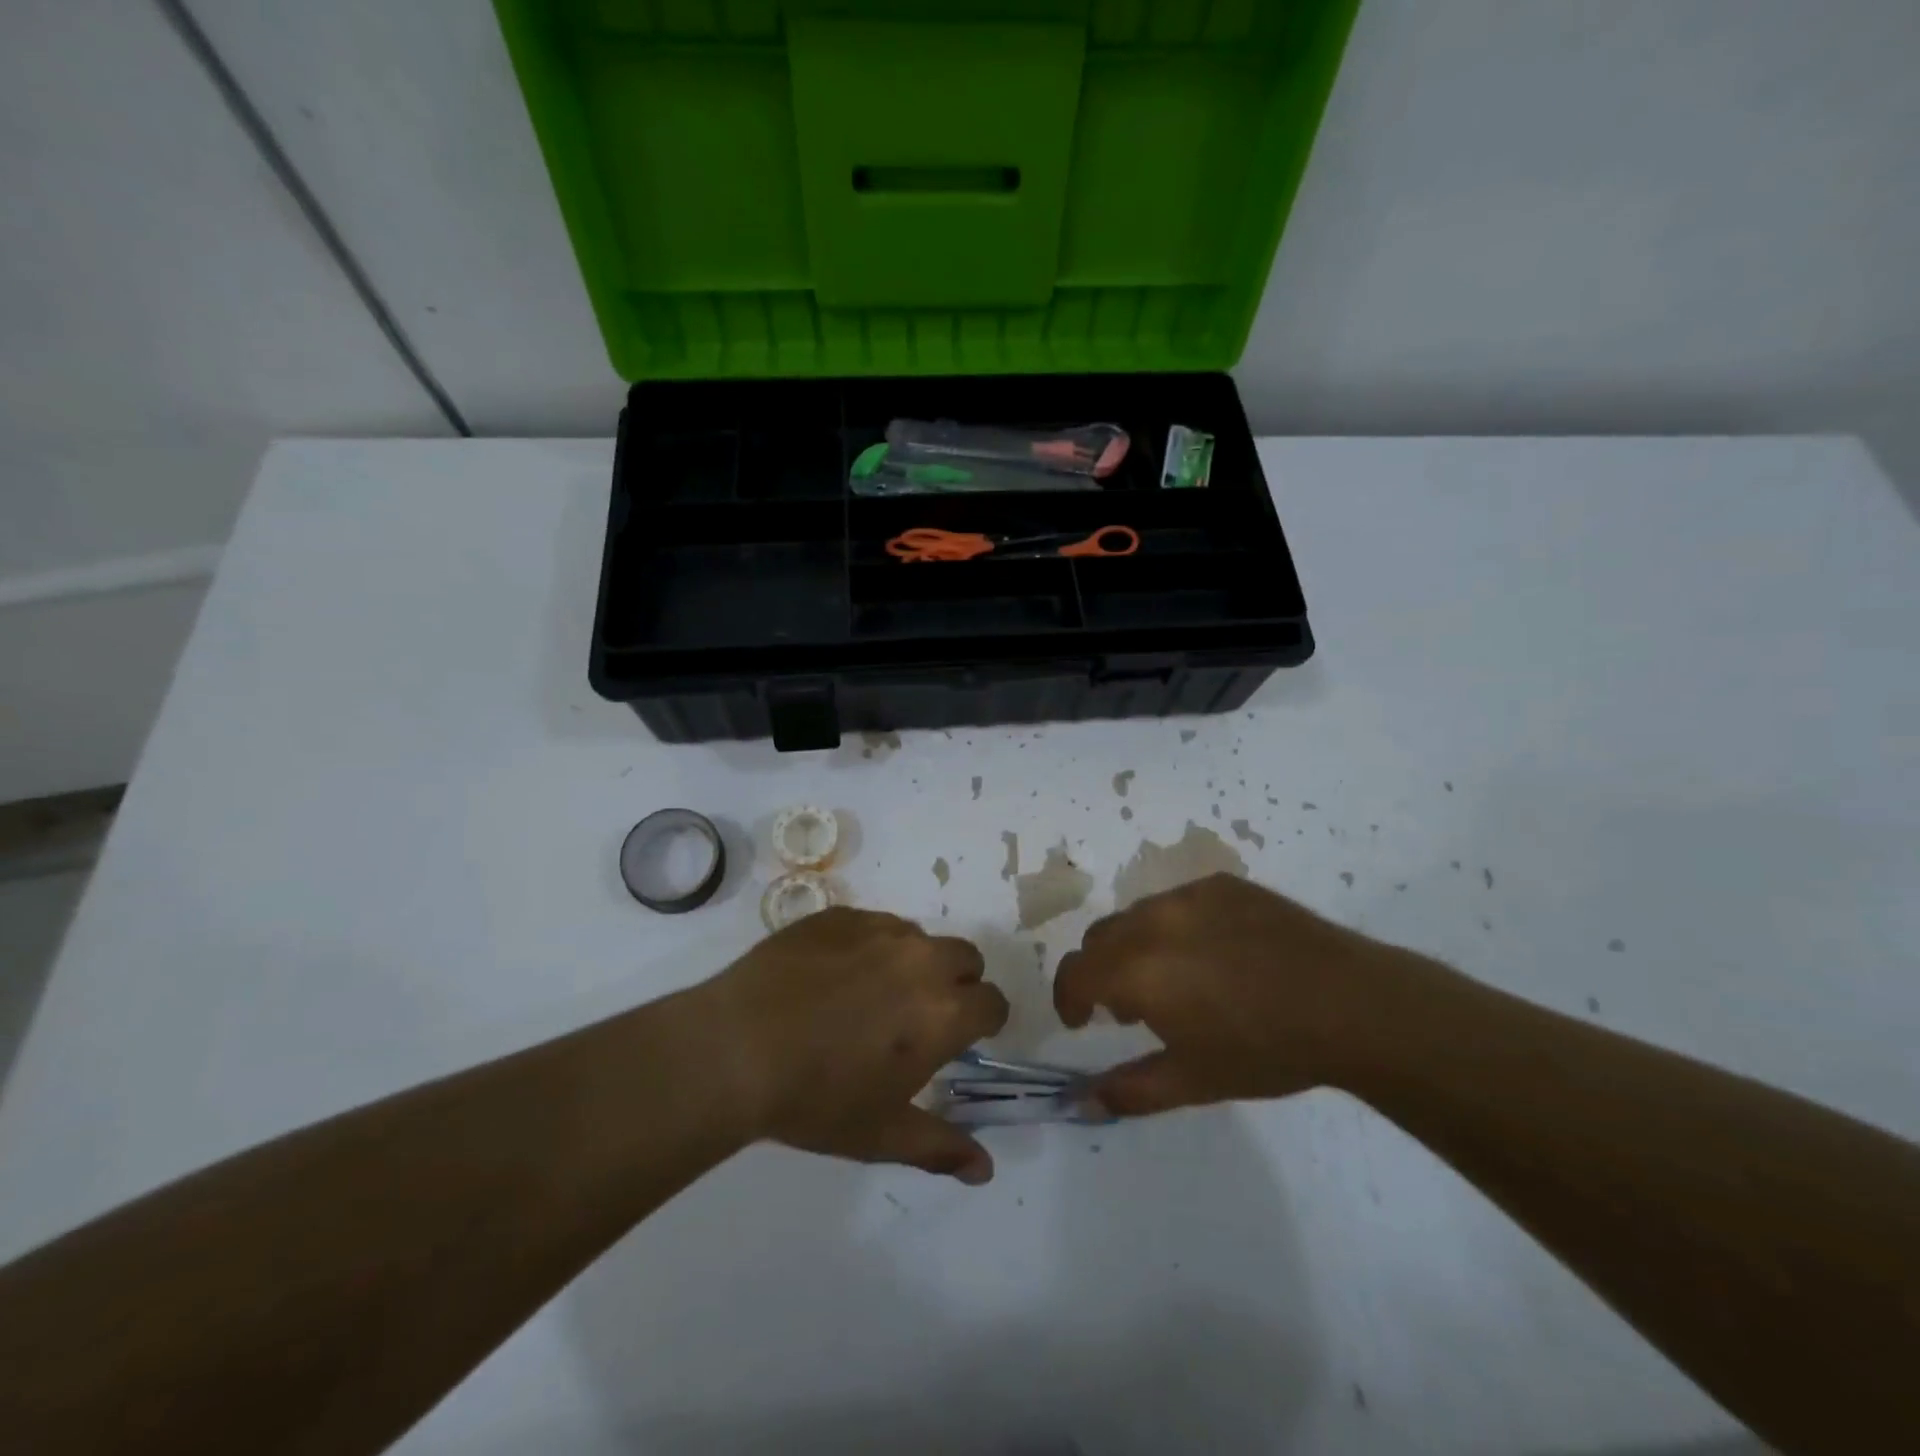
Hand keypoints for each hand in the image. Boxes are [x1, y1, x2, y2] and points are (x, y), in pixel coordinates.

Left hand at [697, 908, 1008, 1182]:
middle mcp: (922, 960)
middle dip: (957, 983)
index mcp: (944, 1011)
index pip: (994, 1003)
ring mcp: (879, 930)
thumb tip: (986, 1169)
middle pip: (966, 958)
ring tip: (871, 994)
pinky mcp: (840, 916)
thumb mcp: (881, 1135)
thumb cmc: (815, 1099)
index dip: (984, 1022)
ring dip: (913, 962)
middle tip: (918, 1016)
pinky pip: (875, 924)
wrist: (735, 1049)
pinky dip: (871, 946)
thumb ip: (942, 1147)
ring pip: (920, 938)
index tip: (963, 1038)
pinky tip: (833, 976)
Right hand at [1053, 874, 1442, 1116]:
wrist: (1350, 1004)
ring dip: (1136, 947)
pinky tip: (1218, 955)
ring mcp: (1188, 896)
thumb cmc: (1266, 1050)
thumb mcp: (1194, 1081)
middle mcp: (1152, 922)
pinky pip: (1178, 903)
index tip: (1084, 1023)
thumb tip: (1083, 1101)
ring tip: (1177, 979)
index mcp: (1136, 970)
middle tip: (1133, 1008)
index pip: (1074, 972)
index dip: (1068, 998)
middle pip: (1100, 939)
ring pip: (1137, 917)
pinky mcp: (1221, 885)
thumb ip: (1130, 1091)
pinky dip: (1176, 928)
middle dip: (1101, 973)